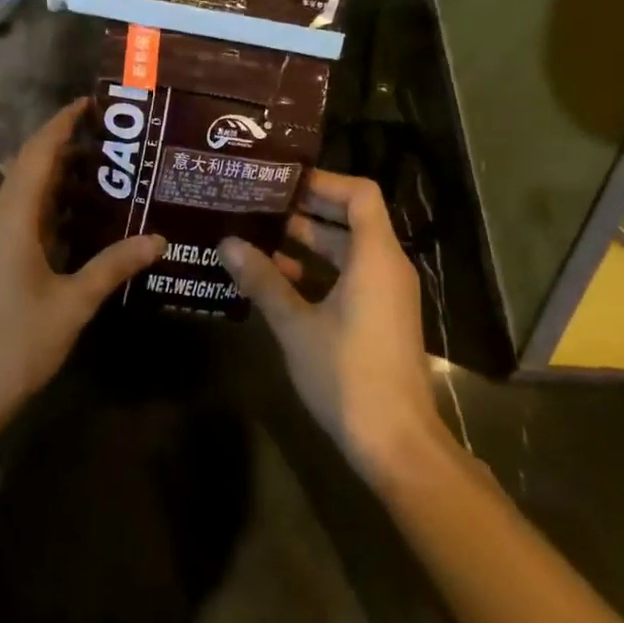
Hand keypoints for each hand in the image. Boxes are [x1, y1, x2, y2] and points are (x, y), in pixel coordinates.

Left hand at [0, 100, 163, 438]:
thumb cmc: (14, 343)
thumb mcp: (73, 303)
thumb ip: (113, 265)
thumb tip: (158, 240)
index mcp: (8, 215)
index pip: (37, 151)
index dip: (62, 123)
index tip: (89, 103)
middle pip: (28, 171)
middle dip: (66, 155)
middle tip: (112, 151)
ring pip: (18, 198)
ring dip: (54, 188)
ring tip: (100, 185)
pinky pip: (9, 221)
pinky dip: (40, 214)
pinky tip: (70, 229)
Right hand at [220, 170, 448, 479]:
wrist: (396, 442)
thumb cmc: (347, 375)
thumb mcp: (296, 325)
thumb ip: (263, 280)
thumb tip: (227, 243)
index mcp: (375, 257)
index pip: (359, 194)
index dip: (322, 181)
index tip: (280, 181)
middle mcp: (386, 266)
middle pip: (350, 218)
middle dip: (305, 209)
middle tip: (257, 202)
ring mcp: (386, 293)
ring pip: (346, 250)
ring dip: (306, 242)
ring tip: (257, 234)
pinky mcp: (380, 316)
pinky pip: (348, 276)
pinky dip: (316, 270)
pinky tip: (276, 278)